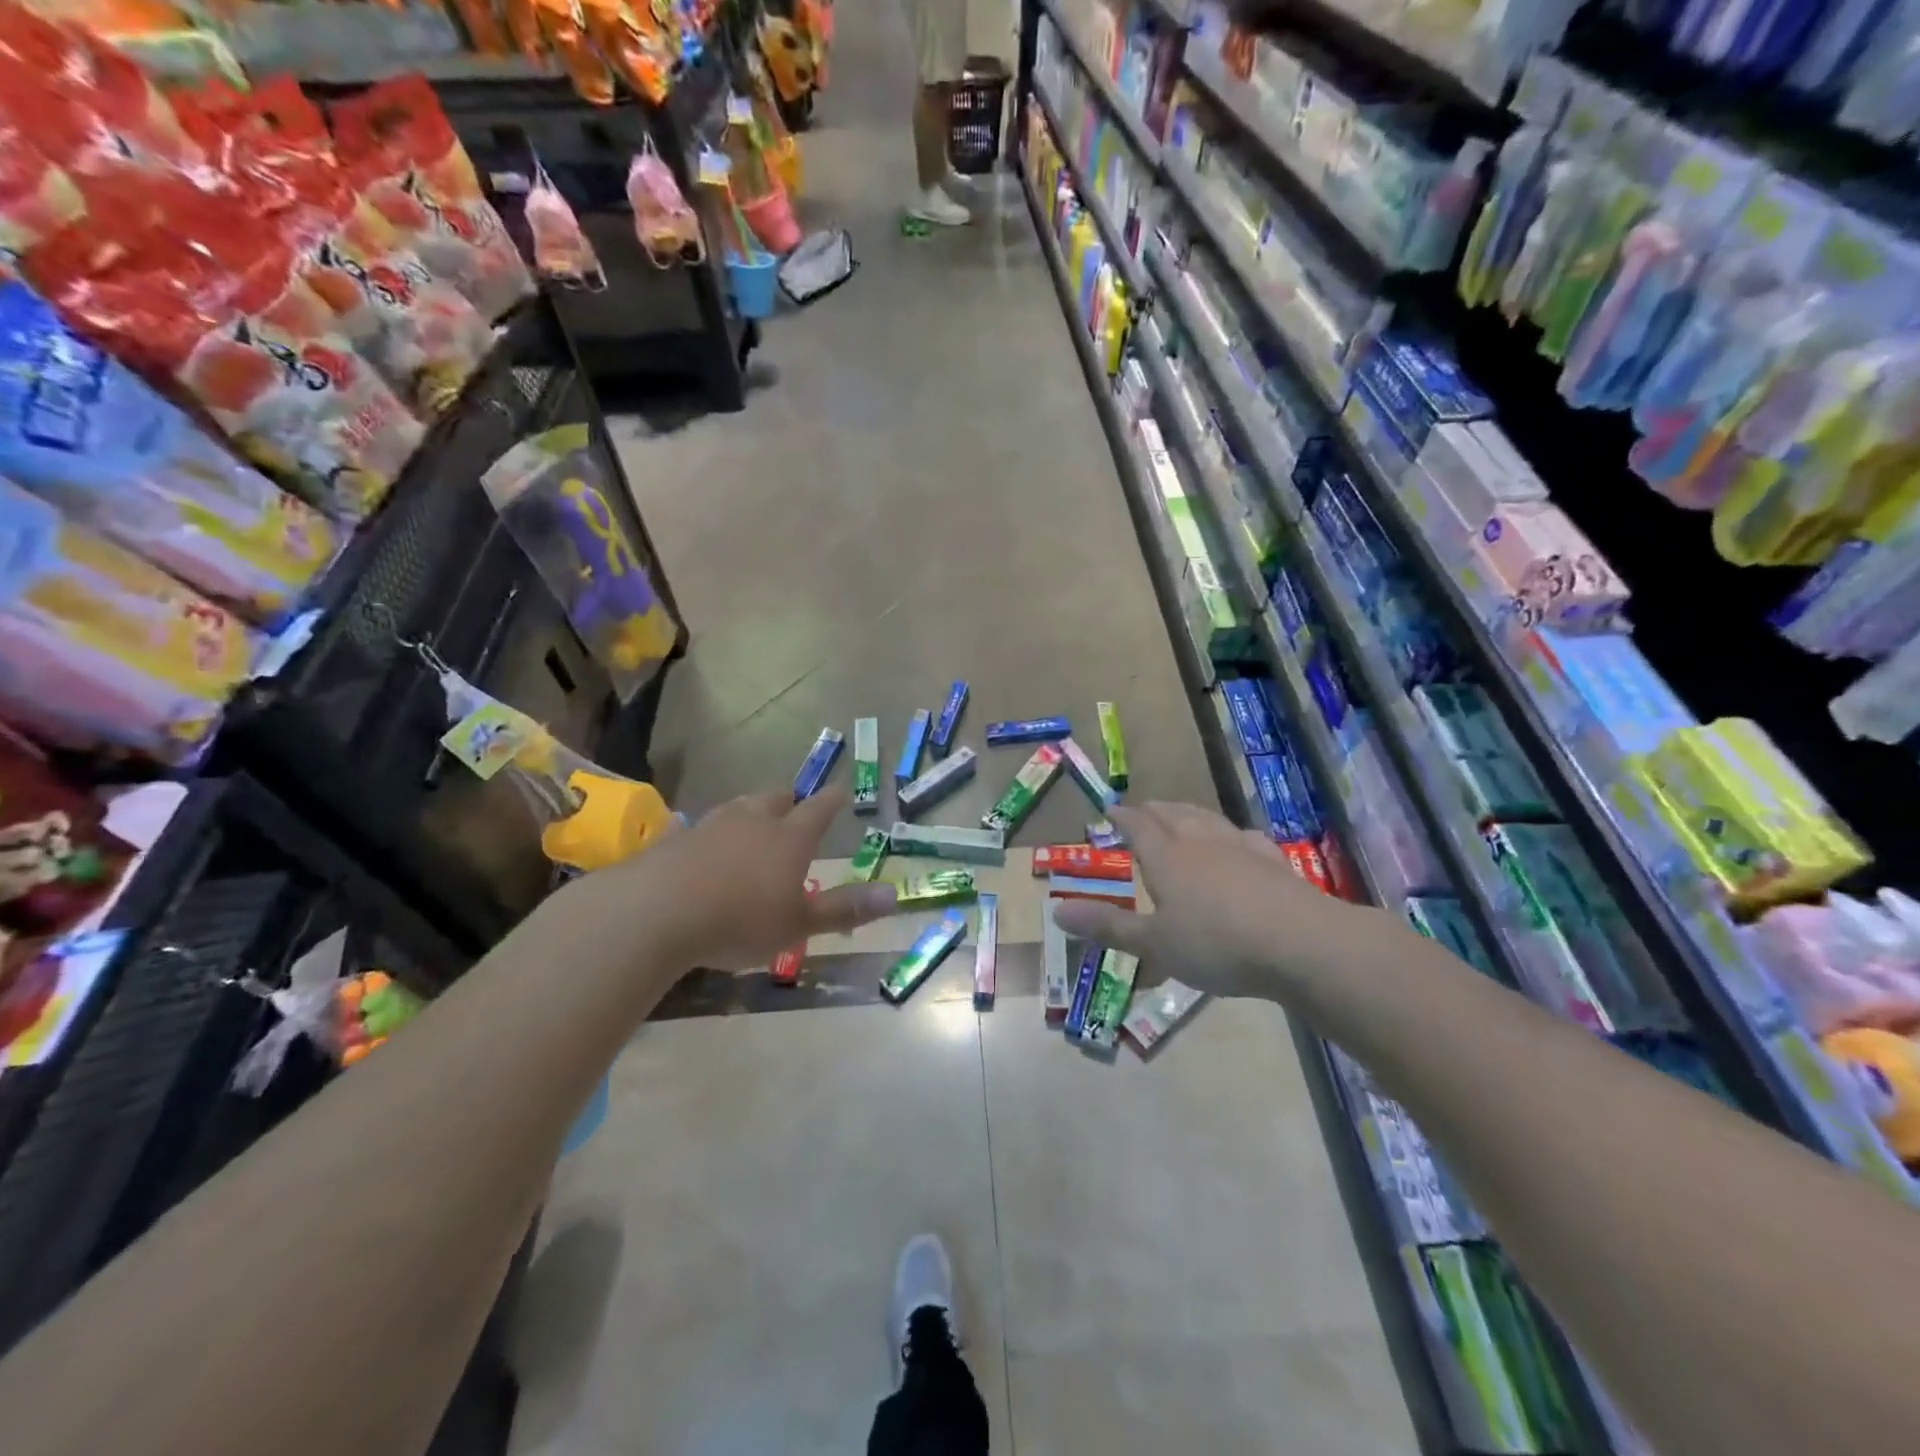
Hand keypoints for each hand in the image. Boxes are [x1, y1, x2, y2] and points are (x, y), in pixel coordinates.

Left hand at [556, 789, 896, 971]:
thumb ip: (844, 909)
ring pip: (738, 807)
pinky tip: (696, 838)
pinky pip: (696, 827)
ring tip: (754, 819)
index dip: (833, 800)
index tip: (841, 790)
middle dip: (790, 800)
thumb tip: (894, 895)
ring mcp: (711, 826)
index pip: (819, 809)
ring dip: (750, 811)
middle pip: (776, 799)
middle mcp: (753, 822)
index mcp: (789, 838)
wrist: (656, 913)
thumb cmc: (739, 921)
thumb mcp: (798, 924)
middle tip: (796, 806)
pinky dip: (706, 832)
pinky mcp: (675, 839)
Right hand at [1050, 802, 1385, 996]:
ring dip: (1188, 813)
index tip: (1110, 810)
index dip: (1122, 817)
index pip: (1138, 826)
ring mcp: (1240, 848)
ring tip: (1180, 814)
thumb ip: (1107, 926)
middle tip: (1142, 810)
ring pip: (1207, 818)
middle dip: (1153, 811)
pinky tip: (1236, 841)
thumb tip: (1056, 911)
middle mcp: (1200, 842)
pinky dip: (1228, 833)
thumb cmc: (1216, 944)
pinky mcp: (1274, 861)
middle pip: (1172, 814)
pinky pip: (1243, 836)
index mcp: (1166, 857)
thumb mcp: (1154, 944)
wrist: (1301, 944)